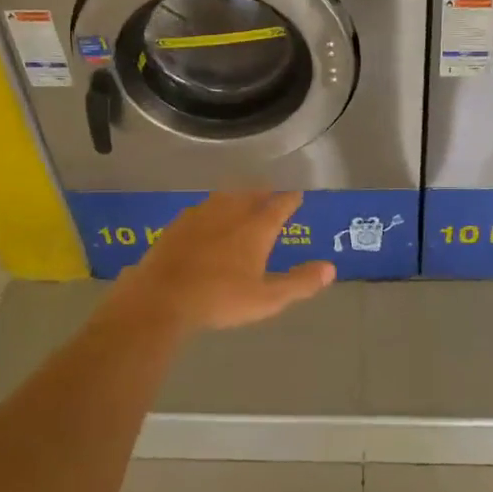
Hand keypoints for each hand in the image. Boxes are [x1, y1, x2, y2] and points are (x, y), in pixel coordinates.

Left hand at [108, 191, 335, 334]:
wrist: (162, 297)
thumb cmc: (220, 298)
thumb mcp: (266, 299)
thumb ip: (299, 283)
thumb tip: (330, 268)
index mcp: (255, 228)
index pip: (279, 206)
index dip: (290, 200)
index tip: (297, 195)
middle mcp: (231, 213)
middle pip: (251, 194)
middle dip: (263, 193)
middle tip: (270, 193)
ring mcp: (201, 215)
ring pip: (225, 197)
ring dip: (237, 195)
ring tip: (241, 198)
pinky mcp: (178, 224)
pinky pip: (202, 208)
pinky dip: (212, 207)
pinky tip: (207, 216)